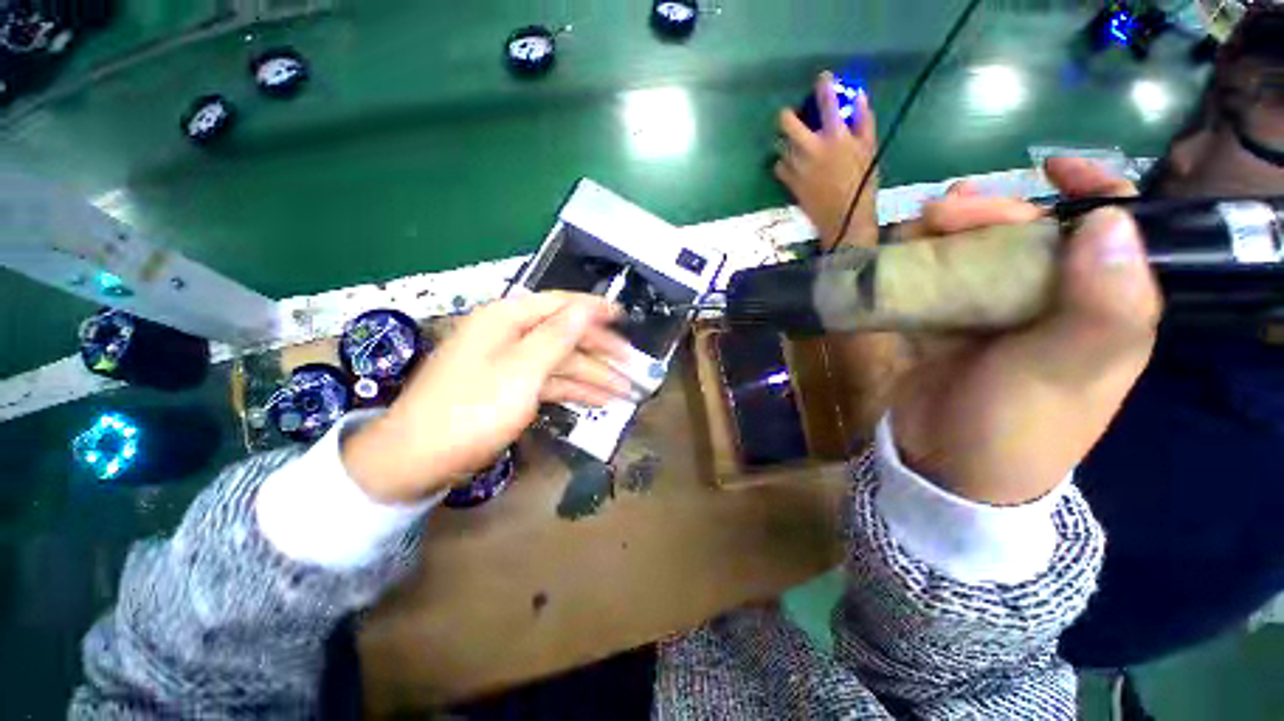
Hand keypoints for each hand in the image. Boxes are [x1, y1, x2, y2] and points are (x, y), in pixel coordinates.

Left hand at [343, 292, 633, 503]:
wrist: (416, 460)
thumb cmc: (471, 410)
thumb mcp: (521, 371)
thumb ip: (557, 336)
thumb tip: (587, 308)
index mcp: (508, 319)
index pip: (561, 305)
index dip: (595, 311)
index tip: (625, 318)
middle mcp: (510, 334)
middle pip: (565, 336)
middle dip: (600, 352)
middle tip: (632, 367)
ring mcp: (510, 363)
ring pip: (561, 362)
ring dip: (593, 376)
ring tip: (625, 392)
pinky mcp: (509, 388)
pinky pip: (549, 382)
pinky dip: (574, 390)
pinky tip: (598, 401)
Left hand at [775, 71, 878, 249]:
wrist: (844, 218)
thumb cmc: (862, 183)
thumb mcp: (870, 150)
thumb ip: (864, 121)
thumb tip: (860, 96)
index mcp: (836, 137)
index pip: (828, 102)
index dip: (824, 85)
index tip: (822, 79)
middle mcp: (812, 148)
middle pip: (786, 123)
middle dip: (787, 116)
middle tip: (792, 118)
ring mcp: (797, 167)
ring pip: (780, 146)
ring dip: (786, 142)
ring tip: (795, 145)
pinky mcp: (789, 183)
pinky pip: (778, 167)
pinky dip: (782, 163)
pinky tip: (791, 164)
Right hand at [891, 158, 1158, 504]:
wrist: (950, 470)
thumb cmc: (1020, 427)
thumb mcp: (1069, 371)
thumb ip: (1103, 303)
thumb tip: (1110, 219)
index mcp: (1099, 304)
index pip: (1112, 227)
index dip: (1088, 187)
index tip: (1045, 166)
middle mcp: (1050, 302)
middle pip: (1025, 234)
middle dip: (985, 214)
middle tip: (937, 213)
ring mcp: (994, 316)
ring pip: (972, 257)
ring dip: (941, 239)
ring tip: (908, 235)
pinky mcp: (948, 330)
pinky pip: (931, 288)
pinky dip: (912, 272)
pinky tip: (892, 268)